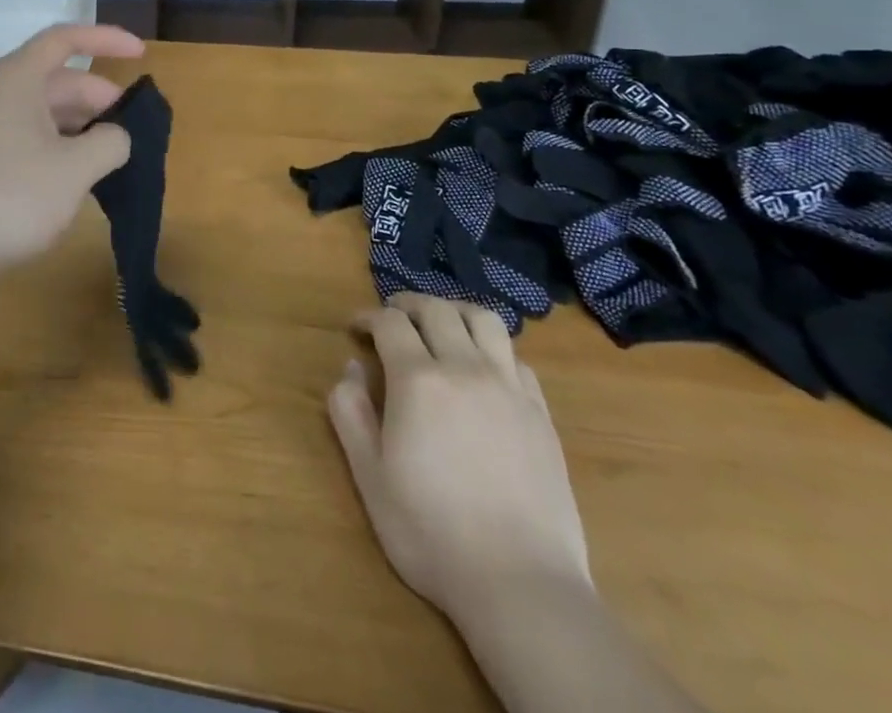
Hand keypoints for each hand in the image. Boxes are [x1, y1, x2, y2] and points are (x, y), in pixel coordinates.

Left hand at [0, 23, 143, 266]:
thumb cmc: (12, 193)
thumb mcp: (75, 168)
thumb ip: (110, 143)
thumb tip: (116, 137)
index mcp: (19, 77)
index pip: (66, 39)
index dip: (106, 40)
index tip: (141, 54)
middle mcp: (2, 92)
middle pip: (60, 79)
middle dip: (100, 97)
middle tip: (134, 128)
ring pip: (47, 111)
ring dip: (83, 126)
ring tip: (115, 154)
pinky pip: (33, 135)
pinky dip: (63, 146)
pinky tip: (82, 174)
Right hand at [329, 293, 590, 621]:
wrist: (521, 585)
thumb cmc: (430, 531)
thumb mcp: (369, 475)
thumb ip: (350, 412)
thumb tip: (351, 368)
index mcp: (418, 380)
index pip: (389, 322)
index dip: (368, 317)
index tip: (356, 329)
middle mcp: (465, 368)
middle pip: (436, 309)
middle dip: (407, 305)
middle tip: (392, 318)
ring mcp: (509, 388)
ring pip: (484, 320)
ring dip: (455, 312)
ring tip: (440, 327)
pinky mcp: (541, 414)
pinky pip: (516, 358)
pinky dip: (493, 349)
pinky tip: (482, 371)